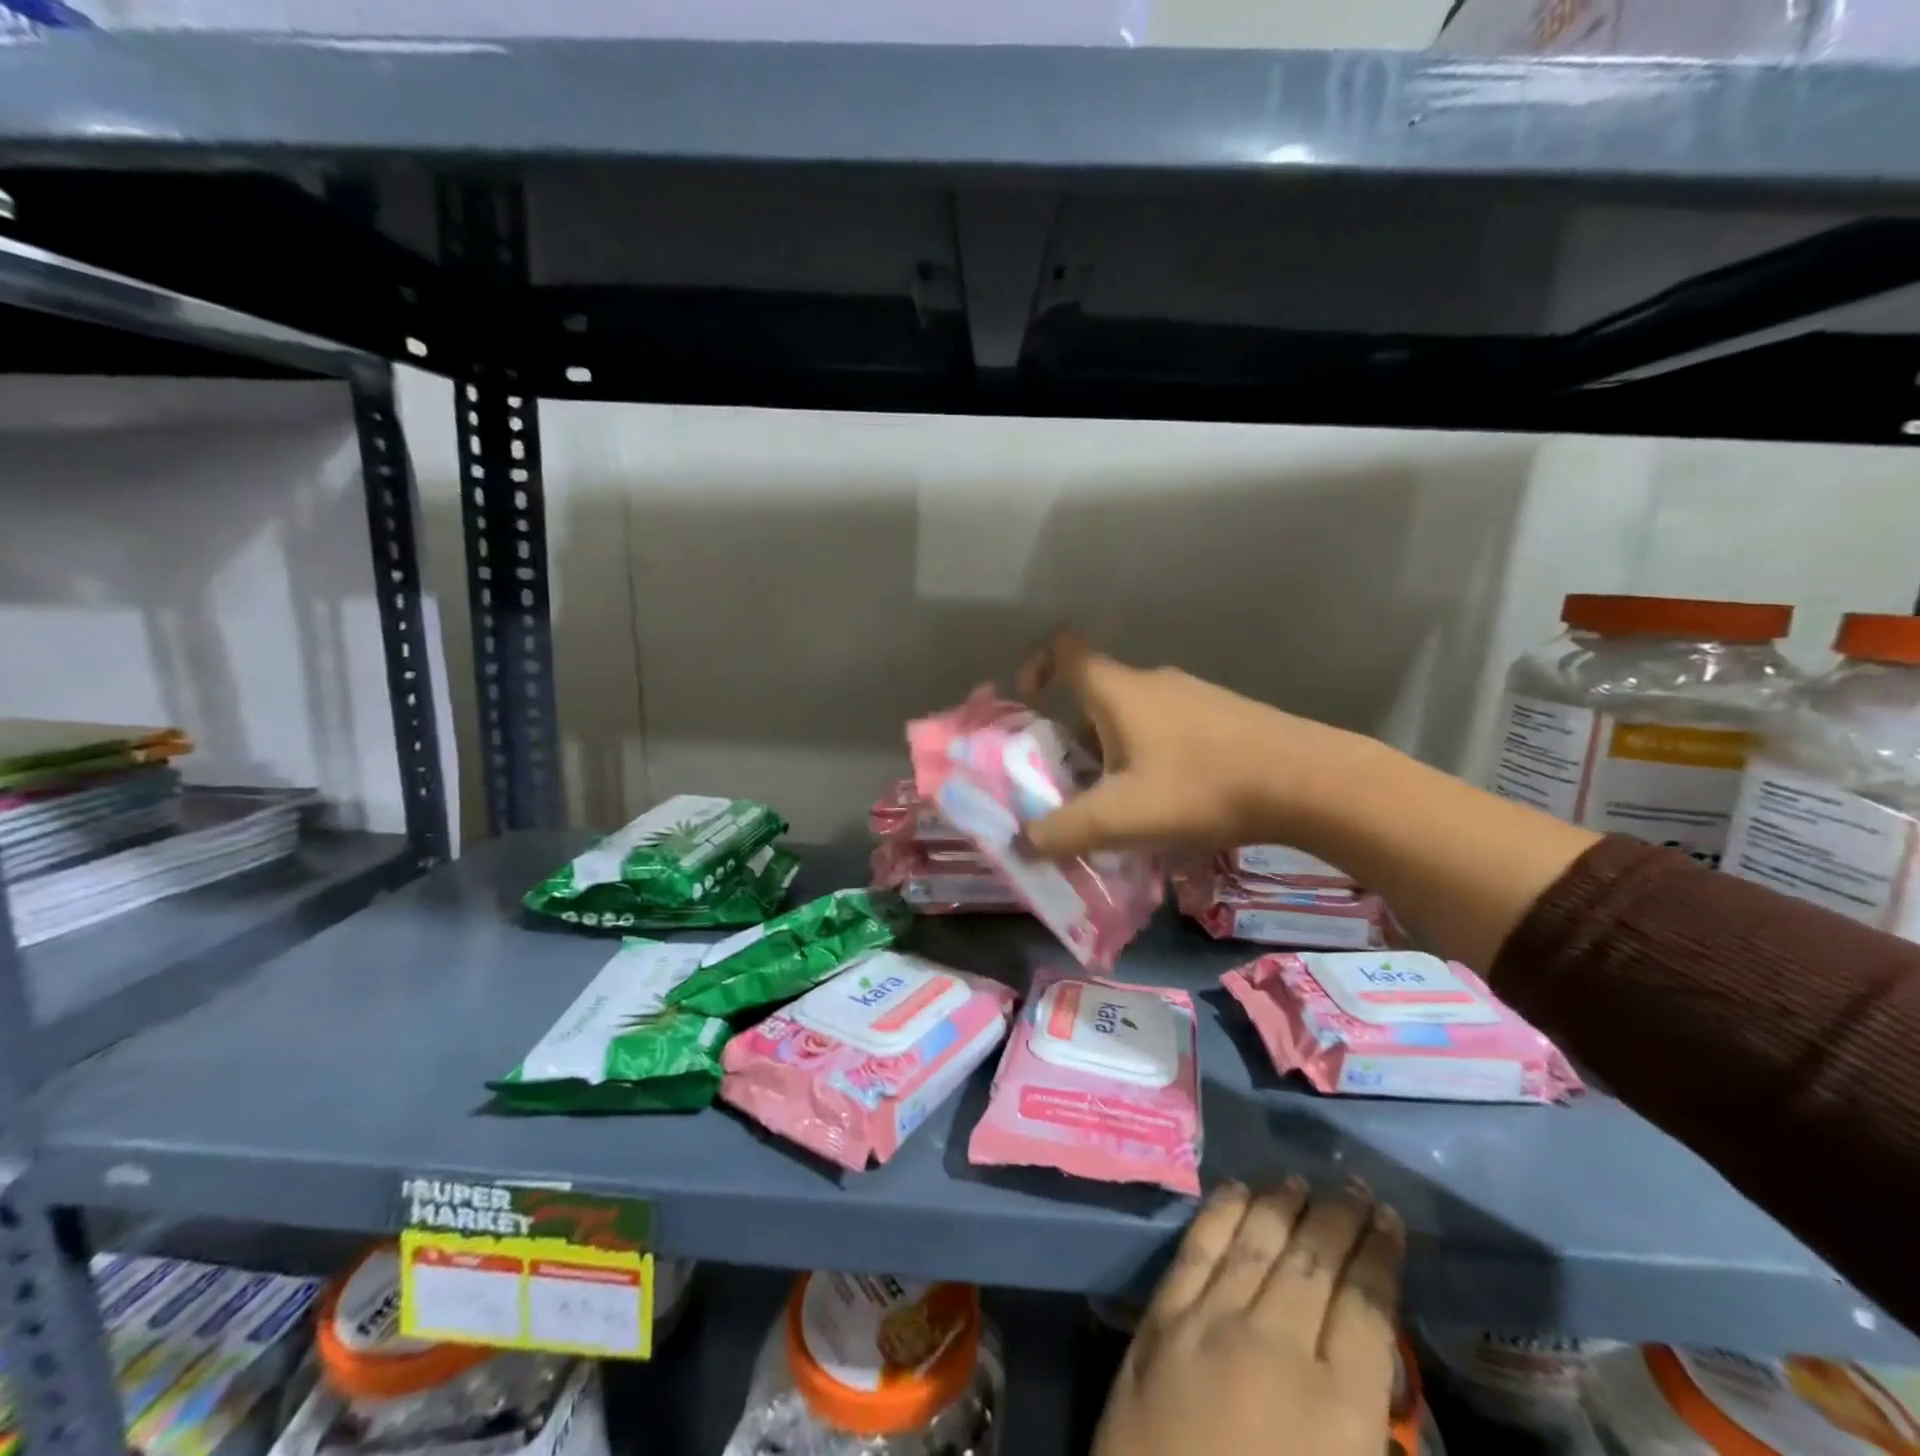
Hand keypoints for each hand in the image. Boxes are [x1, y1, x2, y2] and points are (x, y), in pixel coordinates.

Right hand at [1019, 630, 1351, 857]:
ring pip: (1132, 716)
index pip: (1065, 648)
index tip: (1028, 703)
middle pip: (1095, 696)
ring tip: (1119, 803)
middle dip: (1072, 737)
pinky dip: (1149, 756)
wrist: (1308, 782)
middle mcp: (1152, 682)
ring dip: (1112, 752)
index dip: (1036, 664)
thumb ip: (1063, 831)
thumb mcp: (1121, 817)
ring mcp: (1192, 696)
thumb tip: (1021, 844)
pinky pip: (1166, 729)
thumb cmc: (1201, 787)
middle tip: (1070, 784)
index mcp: (1119, 690)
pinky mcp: (1222, 717)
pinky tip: (1169, 801)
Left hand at [1094, 1181, 1406, 1455]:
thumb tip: (1372, 1359)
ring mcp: (1210, 1322)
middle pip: (1313, 1261)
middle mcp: (1275, 1346)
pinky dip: (1220, 1214)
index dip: (1379, 1257)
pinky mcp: (1161, 1318)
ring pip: (1256, 1243)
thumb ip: (1369, 1428)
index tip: (1389, 1221)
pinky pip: (1197, 1249)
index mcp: (1338, 1411)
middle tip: (1353, 1187)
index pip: (1365, 1307)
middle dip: (1338, 1219)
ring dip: (1282, 1205)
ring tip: (1300, 1180)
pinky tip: (1235, 1191)